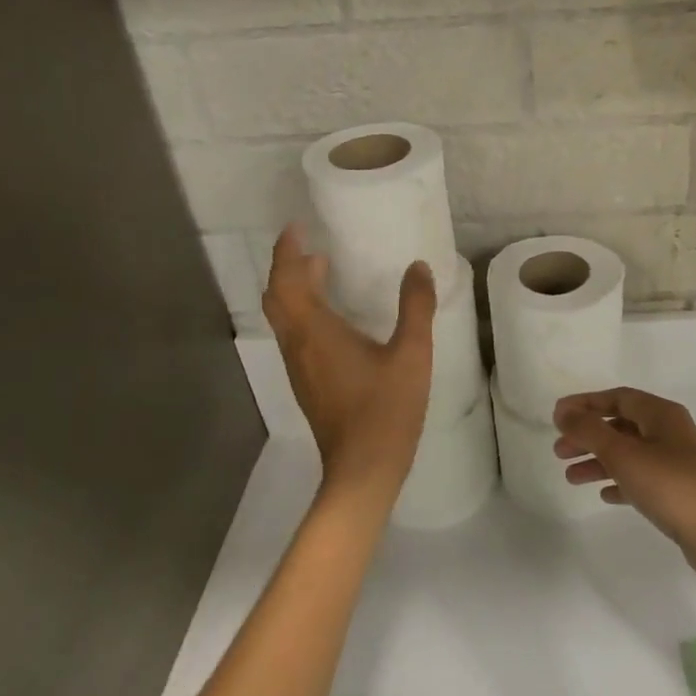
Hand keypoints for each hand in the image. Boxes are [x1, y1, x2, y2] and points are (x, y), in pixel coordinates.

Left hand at [263, 225, 435, 502]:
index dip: (287, 251)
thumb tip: (418, 267)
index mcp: (316, 331)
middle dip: (288, 267)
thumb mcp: (411, 354)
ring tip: (321, 272)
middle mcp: (298, 345)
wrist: (363, 468)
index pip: (288, 280)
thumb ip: (415, 307)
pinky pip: (295, 335)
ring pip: (283, 318)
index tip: (297, 227)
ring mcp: (299, 367)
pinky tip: (332, 319)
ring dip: (294, 290)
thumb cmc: (386, 408)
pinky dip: (303, 313)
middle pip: (277, 297)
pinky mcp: (308, 384)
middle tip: (311, 247)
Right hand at [552, 388, 695, 580]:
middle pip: (621, 425)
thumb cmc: (668, 484)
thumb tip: (563, 412)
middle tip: (559, 451)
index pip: (618, 398)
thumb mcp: (622, 453)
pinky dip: (620, 481)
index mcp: (661, 414)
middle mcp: (670, 432)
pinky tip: (604, 494)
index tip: (557, 416)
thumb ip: (589, 430)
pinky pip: (641, 478)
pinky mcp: (677, 490)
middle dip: (588, 436)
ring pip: (628, 453)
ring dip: (598, 461)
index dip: (586, 404)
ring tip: (570, 478)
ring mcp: (675, 462)